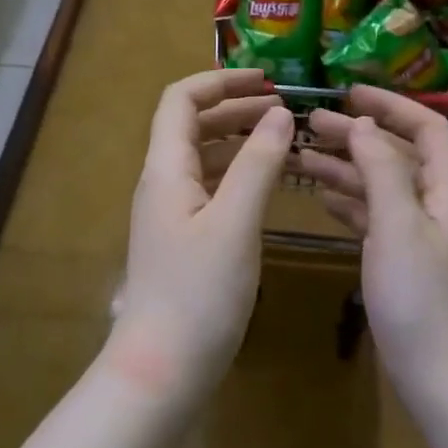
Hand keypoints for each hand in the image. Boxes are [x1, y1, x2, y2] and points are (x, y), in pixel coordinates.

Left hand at [107, 69, 293, 404]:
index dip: (219, 81)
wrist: (164, 367)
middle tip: (285, 110)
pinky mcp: (182, 240)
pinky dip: (238, 175)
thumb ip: (257, 164)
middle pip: (191, 126)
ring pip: (203, 158)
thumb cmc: (198, 293)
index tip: (266, 80)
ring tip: (283, 140)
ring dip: (239, 141)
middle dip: (235, 108)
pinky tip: (268, 185)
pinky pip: (209, 189)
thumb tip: (279, 113)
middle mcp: (162, 183)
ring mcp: (170, 214)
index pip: (180, 100)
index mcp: (165, 169)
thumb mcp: (234, 223)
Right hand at [297, 86, 447, 396]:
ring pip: (378, 183)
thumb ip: (381, 168)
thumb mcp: (398, 224)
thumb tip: (362, 124)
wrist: (434, 368)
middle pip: (395, 152)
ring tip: (301, 156)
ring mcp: (415, 230)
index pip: (426, 127)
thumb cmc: (418, 293)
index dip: (390, 104)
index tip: (347, 93)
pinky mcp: (397, 254)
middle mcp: (434, 201)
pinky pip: (370, 214)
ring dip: (345, 166)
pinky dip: (347, 200)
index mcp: (446, 187)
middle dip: (357, 135)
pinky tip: (318, 195)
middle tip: (310, 124)